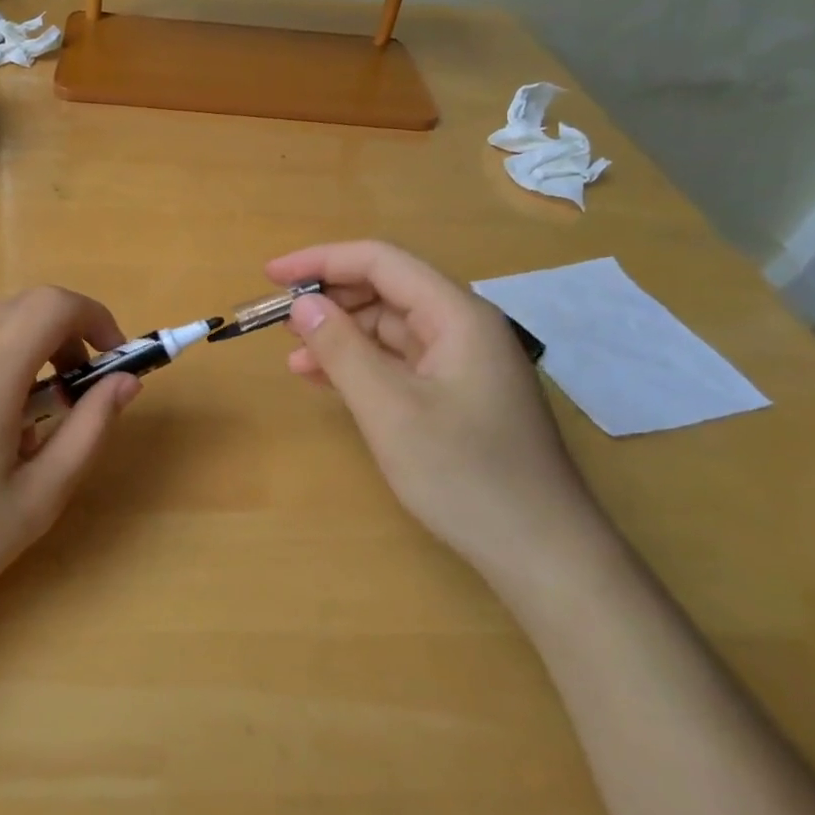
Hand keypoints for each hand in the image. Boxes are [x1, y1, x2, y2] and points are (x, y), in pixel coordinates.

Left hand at [0, 287, 140, 635]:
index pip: (52, 305)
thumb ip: (89, 430)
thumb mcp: (39, 498)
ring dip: (29, 350)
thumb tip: (125, 382)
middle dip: (66, 333)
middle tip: (80, 387)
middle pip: (22, 307)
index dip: (95, 317)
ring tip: (32, 419)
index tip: (114, 358)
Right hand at [265, 241, 604, 577]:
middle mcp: (463, 327)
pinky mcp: (459, 395)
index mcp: (457, 315)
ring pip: (390, 328)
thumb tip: (303, 304)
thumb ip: (341, 349)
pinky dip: (361, 365)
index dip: (322, 261)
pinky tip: (326, 380)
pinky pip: (400, 362)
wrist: (542, 554)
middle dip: (330, 299)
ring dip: (341, 335)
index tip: (272, 276)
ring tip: (294, 356)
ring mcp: (464, 363)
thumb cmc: (464, 475)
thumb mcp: (389, 410)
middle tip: (279, 321)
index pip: (381, 262)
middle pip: (387, 290)